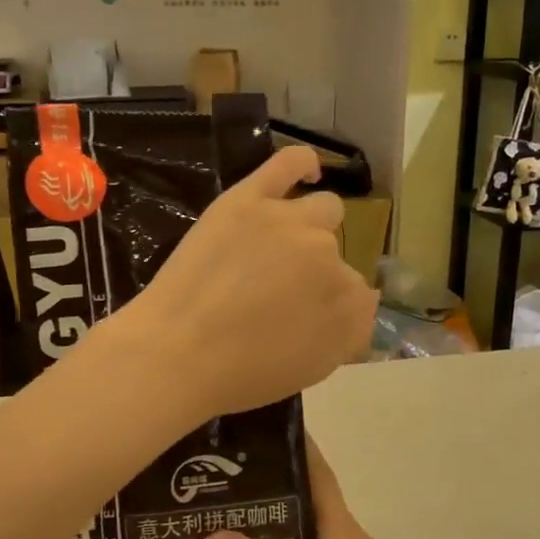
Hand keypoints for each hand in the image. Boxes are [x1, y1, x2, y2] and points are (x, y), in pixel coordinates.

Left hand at [120, 144, 377, 417]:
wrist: (176, 353)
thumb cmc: (241, 374)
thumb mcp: (312, 370)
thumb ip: (347, 335)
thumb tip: (363, 303)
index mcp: (348, 303)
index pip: (357, 296)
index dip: (329, 309)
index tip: (303, 322)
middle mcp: (329, 257)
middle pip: (337, 254)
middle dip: (315, 274)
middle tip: (277, 296)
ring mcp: (290, 223)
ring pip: (323, 211)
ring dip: (310, 229)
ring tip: (277, 250)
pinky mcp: (249, 200)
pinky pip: (288, 164)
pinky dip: (302, 164)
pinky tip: (307, 170)